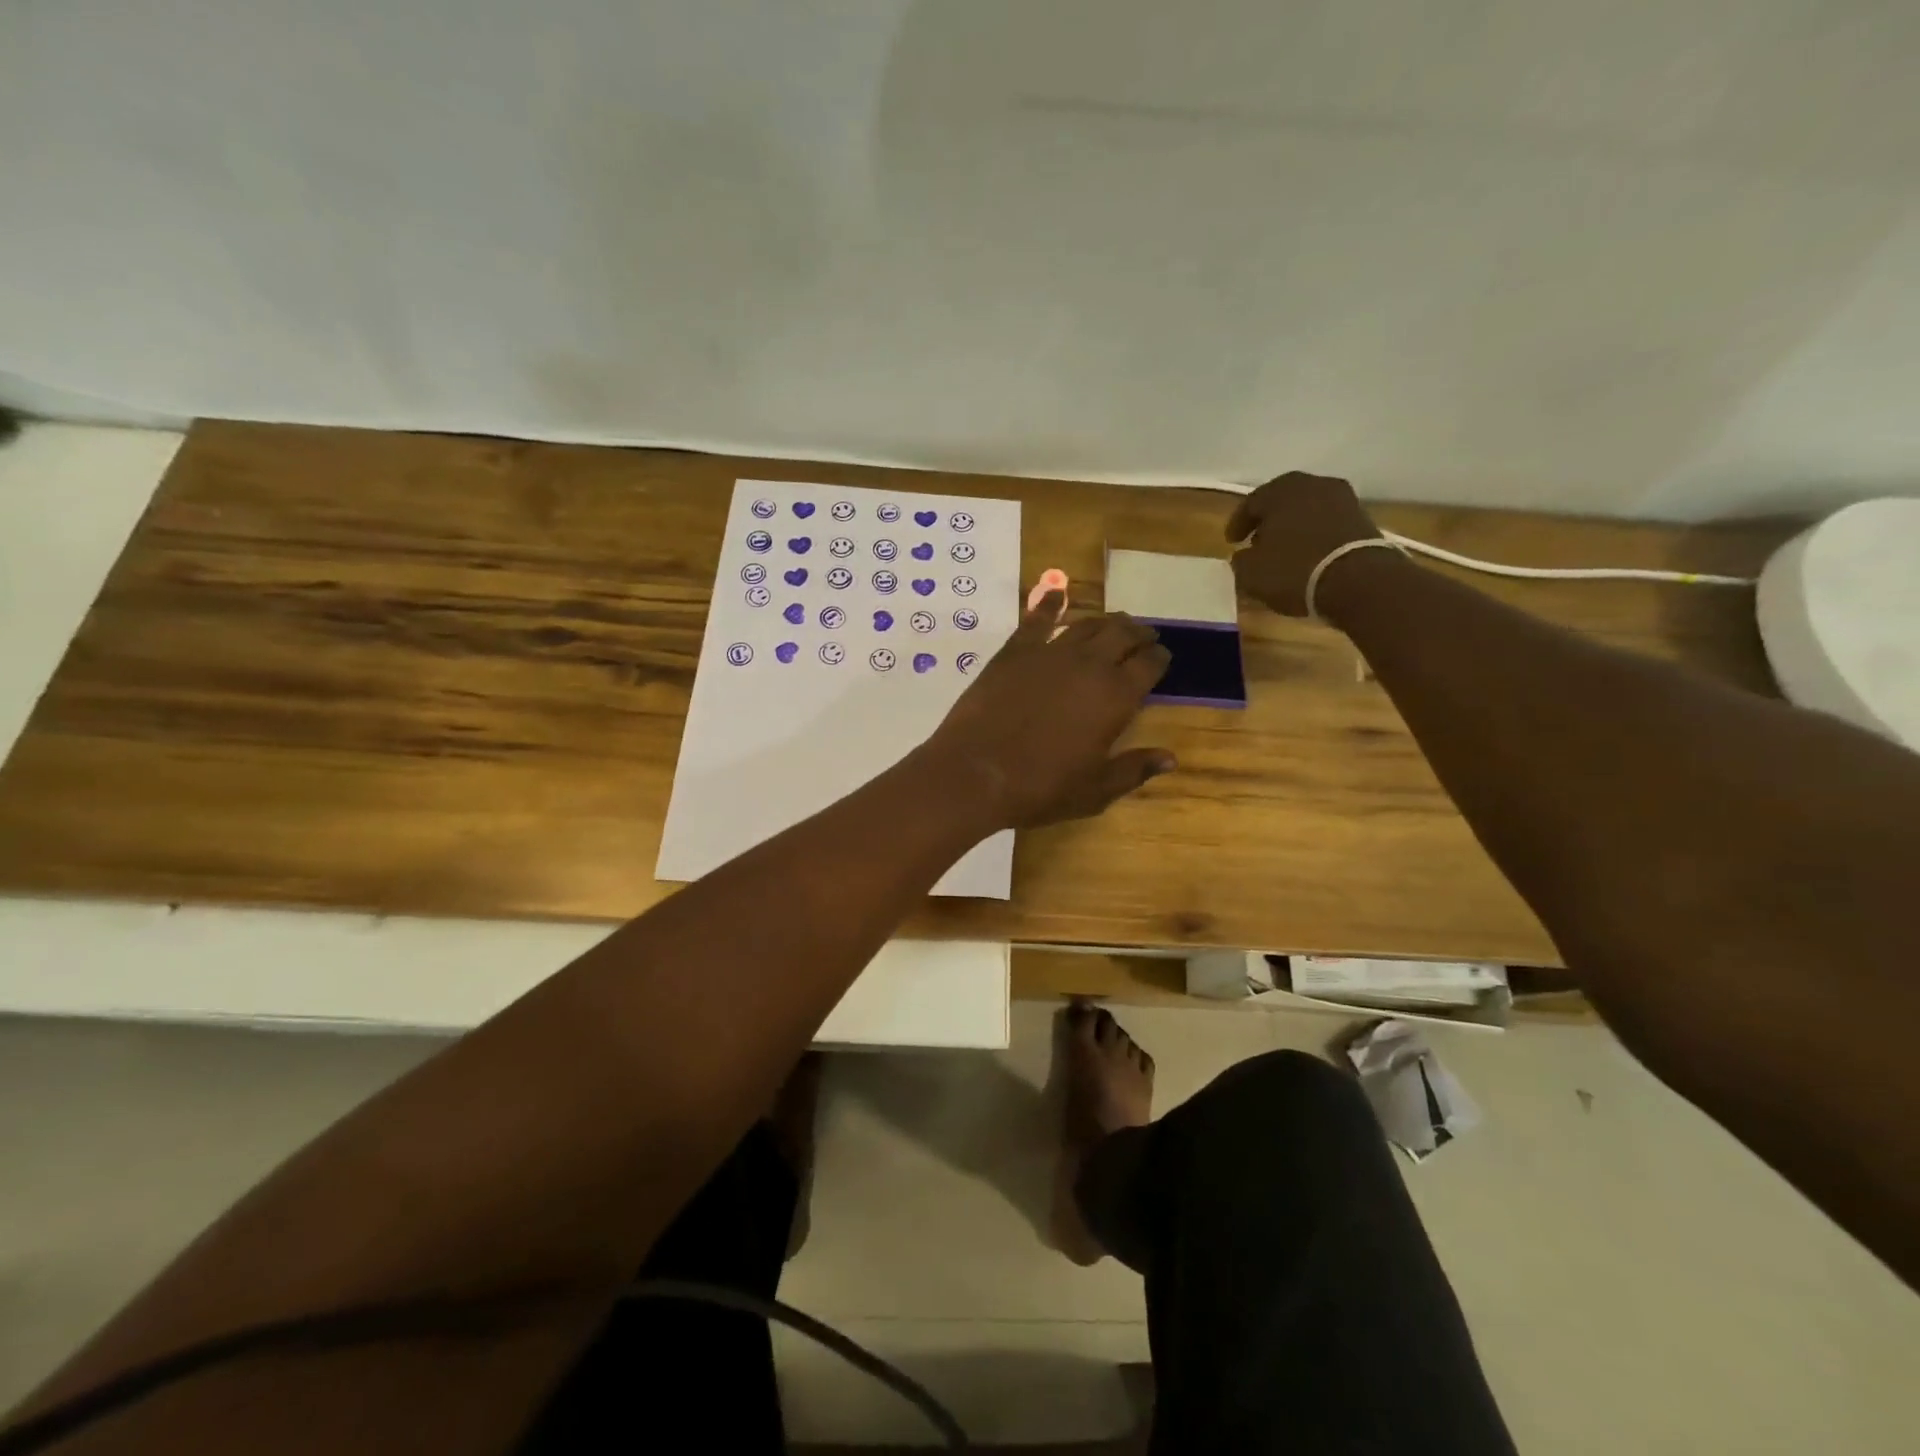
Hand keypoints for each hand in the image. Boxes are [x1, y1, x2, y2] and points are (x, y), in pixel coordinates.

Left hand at [923, 593, 1174, 828]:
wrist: (975, 772)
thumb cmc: (1040, 787)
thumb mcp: (1095, 790)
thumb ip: (1134, 769)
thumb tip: (1170, 757)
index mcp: (1116, 696)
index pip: (1149, 664)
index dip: (1159, 658)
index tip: (1162, 657)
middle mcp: (1089, 664)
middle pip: (1122, 634)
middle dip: (1138, 633)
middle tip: (1144, 636)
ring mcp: (1050, 652)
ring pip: (1087, 624)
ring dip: (1105, 621)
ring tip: (1114, 623)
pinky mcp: (1015, 651)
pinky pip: (1037, 619)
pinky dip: (1050, 603)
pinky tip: (1056, 594)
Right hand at [1226, 471, 1382, 617]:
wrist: (1358, 581)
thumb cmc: (1294, 570)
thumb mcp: (1251, 573)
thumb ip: (1241, 560)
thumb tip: (1244, 556)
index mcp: (1281, 490)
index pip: (1251, 503)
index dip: (1238, 524)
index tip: (1232, 542)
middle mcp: (1313, 484)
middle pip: (1282, 501)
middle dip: (1268, 521)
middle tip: (1257, 542)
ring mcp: (1343, 499)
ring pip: (1308, 510)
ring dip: (1294, 528)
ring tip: (1284, 551)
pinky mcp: (1363, 519)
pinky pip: (1328, 524)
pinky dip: (1315, 536)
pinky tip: (1308, 555)